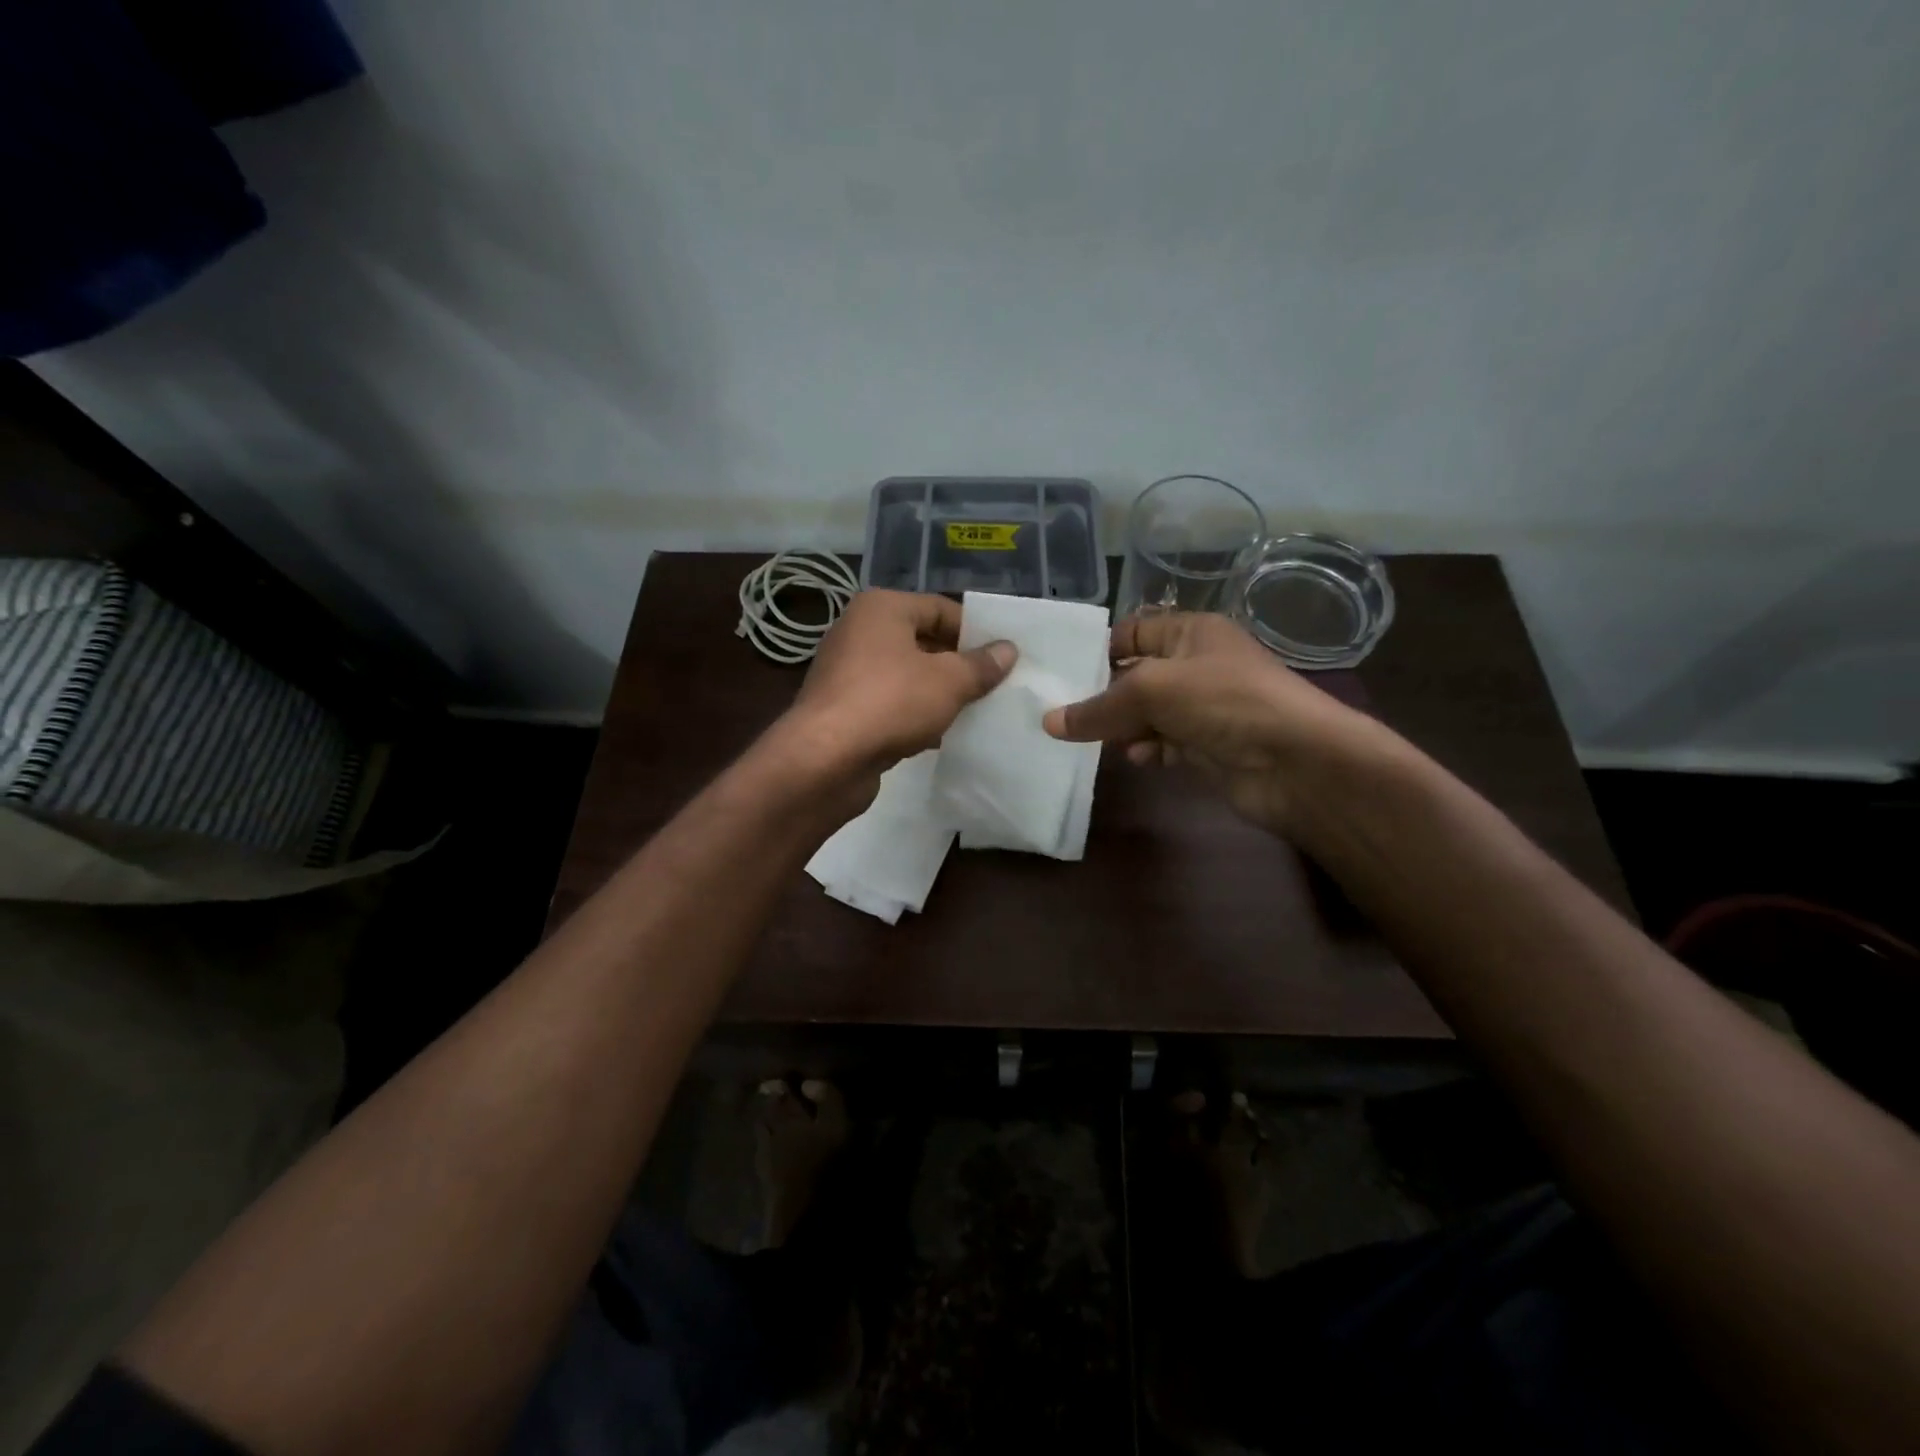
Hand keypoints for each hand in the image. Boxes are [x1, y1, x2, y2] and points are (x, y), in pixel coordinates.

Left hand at [777, 590, 1015, 787]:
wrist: (825, 760)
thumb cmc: (890, 702)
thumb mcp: (949, 681)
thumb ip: (981, 665)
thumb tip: (1008, 650)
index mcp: (881, 609)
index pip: (940, 608)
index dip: (975, 631)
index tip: (1004, 657)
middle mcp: (859, 632)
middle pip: (923, 641)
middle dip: (959, 664)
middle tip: (996, 685)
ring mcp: (848, 672)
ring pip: (907, 675)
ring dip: (939, 693)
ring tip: (976, 711)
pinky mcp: (845, 709)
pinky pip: (891, 703)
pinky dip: (916, 715)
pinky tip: (942, 736)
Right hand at [1042, 612, 1371, 836]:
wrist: (1295, 761)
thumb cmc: (1223, 701)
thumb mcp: (1152, 691)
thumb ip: (1098, 707)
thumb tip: (1049, 723)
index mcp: (1191, 633)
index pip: (1133, 632)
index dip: (1099, 649)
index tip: (1062, 673)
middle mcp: (1198, 665)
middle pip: (1137, 675)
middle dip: (1104, 695)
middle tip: (1062, 714)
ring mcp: (1205, 707)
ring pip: (1149, 713)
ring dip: (1123, 727)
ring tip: (1093, 740)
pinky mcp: (1209, 746)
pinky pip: (1166, 743)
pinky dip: (1148, 749)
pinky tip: (1136, 758)